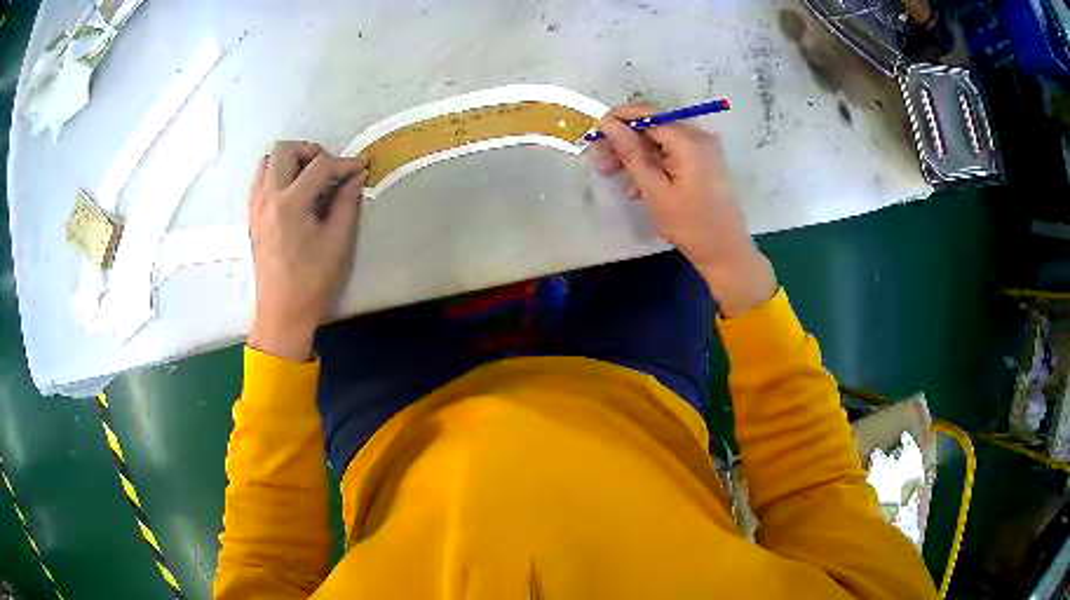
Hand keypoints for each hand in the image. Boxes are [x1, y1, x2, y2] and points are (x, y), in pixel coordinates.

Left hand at [247, 141, 367, 360]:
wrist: (281, 311)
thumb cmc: (312, 281)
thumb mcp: (337, 242)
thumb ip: (347, 202)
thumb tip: (357, 176)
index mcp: (291, 204)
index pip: (320, 165)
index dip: (345, 163)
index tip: (362, 167)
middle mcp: (268, 197)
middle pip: (285, 150)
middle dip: (311, 151)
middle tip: (329, 168)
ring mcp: (256, 206)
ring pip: (267, 161)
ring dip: (290, 160)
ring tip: (309, 177)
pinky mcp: (252, 216)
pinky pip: (260, 180)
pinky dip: (277, 174)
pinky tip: (293, 192)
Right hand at [593, 104, 776, 316]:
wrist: (725, 251)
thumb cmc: (690, 224)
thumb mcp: (655, 190)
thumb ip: (631, 153)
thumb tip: (607, 124)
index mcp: (688, 140)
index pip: (647, 113)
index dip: (618, 118)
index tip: (593, 132)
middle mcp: (698, 136)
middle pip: (653, 126)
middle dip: (624, 140)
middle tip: (598, 159)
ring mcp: (702, 148)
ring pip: (659, 140)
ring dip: (635, 154)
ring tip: (611, 174)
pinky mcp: (703, 161)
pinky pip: (671, 152)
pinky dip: (652, 163)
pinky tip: (636, 185)